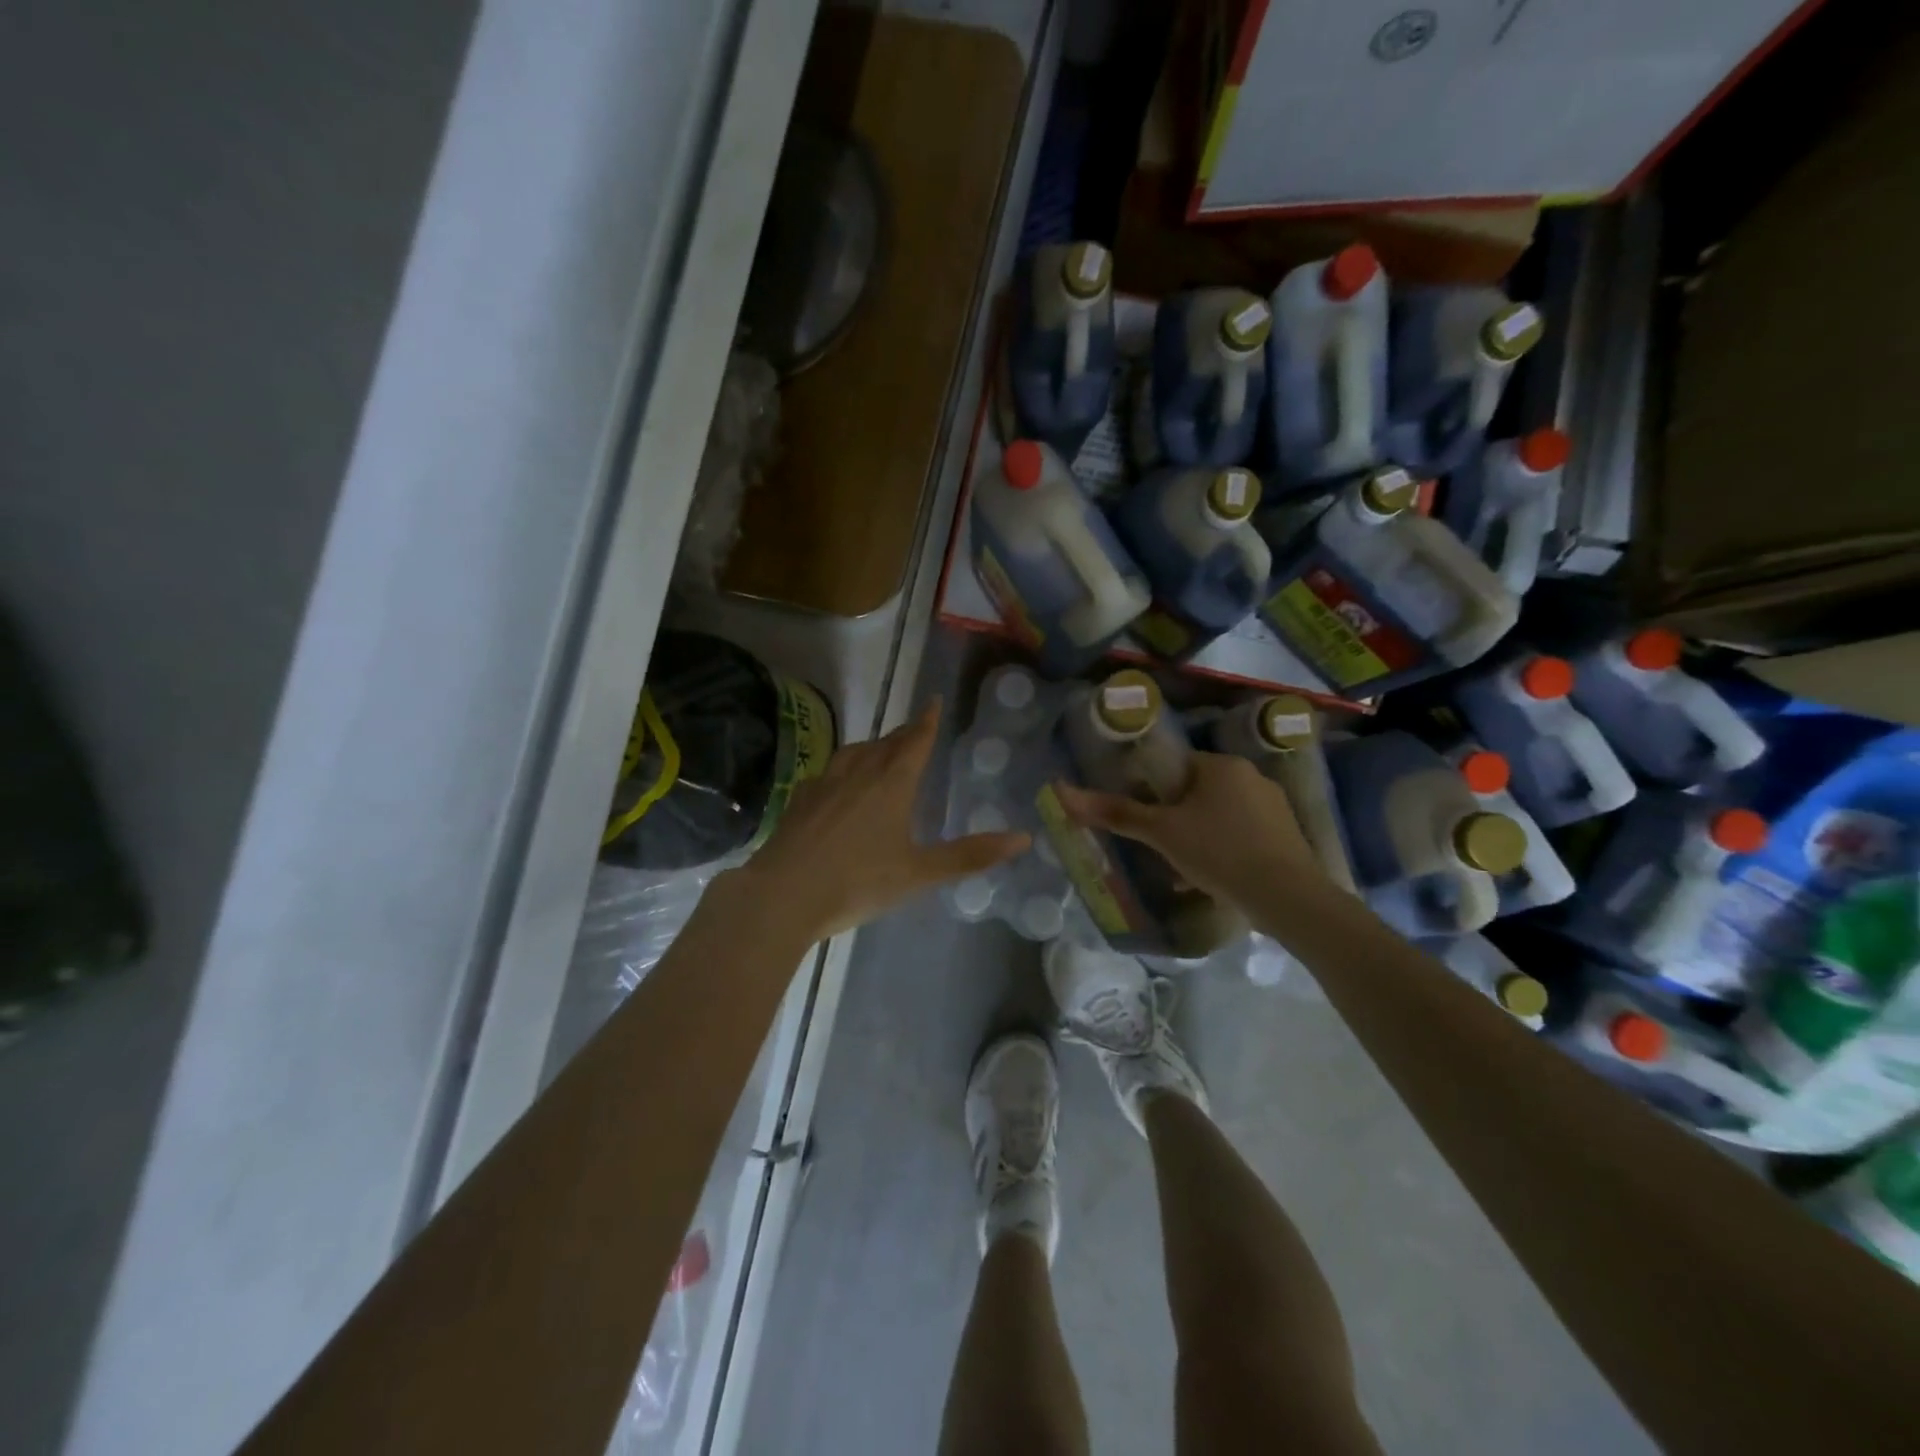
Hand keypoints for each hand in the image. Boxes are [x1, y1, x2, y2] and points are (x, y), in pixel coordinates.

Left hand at [729, 698, 1028, 942]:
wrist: (783, 895)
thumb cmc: (858, 882)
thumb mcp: (920, 873)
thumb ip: (970, 856)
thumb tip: (1023, 838)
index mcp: (891, 784)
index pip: (915, 741)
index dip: (928, 721)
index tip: (934, 701)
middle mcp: (858, 773)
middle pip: (886, 743)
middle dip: (904, 734)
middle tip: (916, 729)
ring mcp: (824, 783)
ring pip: (854, 752)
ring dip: (873, 746)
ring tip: (880, 750)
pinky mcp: (800, 799)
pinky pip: (828, 771)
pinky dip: (843, 768)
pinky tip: (837, 784)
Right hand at [1053, 751, 1326, 913]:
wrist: (1286, 896)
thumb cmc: (1218, 852)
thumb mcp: (1161, 833)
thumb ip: (1115, 813)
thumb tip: (1062, 790)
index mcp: (1221, 765)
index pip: (1177, 768)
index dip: (1156, 793)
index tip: (1147, 821)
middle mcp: (1251, 776)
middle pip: (1200, 792)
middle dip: (1179, 819)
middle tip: (1162, 849)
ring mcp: (1275, 805)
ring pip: (1223, 815)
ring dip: (1202, 836)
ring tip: (1186, 870)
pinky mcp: (1289, 835)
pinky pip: (1246, 834)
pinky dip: (1228, 850)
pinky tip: (1218, 879)